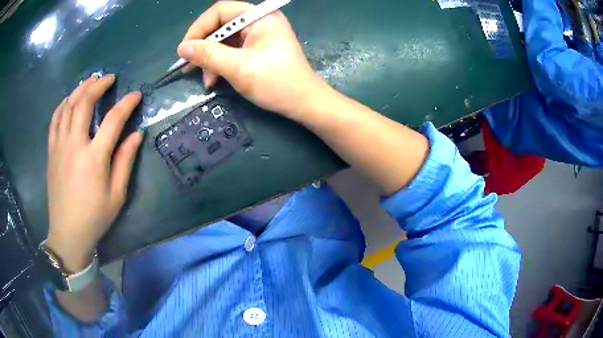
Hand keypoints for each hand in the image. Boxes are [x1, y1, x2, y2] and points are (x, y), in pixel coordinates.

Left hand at [46, 74, 142, 271]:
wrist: (68, 232)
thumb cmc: (95, 217)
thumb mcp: (116, 195)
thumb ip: (125, 161)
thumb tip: (137, 134)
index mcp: (94, 158)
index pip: (113, 120)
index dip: (127, 104)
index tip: (136, 94)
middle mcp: (75, 145)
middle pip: (84, 103)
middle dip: (98, 85)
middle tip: (108, 78)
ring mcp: (60, 146)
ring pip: (67, 106)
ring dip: (79, 89)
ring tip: (90, 81)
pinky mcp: (51, 151)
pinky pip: (54, 120)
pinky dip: (62, 105)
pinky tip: (69, 100)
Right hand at [178, 1, 329, 119]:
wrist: (304, 104)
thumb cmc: (276, 83)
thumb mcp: (238, 68)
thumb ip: (208, 55)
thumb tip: (182, 47)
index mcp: (260, 17)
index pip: (221, 10)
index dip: (199, 27)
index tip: (185, 49)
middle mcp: (260, 21)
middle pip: (221, 24)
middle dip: (204, 46)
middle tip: (189, 66)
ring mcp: (260, 34)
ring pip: (225, 39)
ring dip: (211, 58)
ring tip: (206, 79)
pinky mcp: (258, 48)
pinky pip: (233, 49)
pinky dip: (221, 63)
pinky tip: (215, 78)